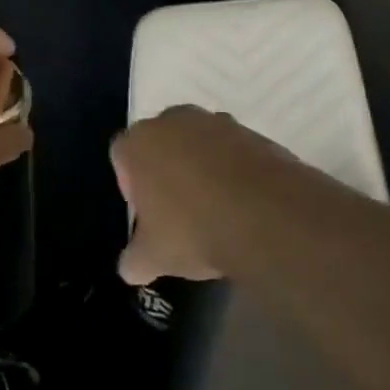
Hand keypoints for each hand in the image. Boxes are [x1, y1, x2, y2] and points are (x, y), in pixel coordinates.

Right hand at [112, 106, 297, 284]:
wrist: (268, 217)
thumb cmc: (192, 229)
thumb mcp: (153, 257)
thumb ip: (134, 260)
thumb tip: (130, 269)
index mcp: (138, 143)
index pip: (121, 156)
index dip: (131, 185)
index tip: (147, 214)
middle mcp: (174, 121)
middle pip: (162, 144)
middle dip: (166, 171)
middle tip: (178, 209)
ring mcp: (217, 122)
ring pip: (199, 145)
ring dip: (202, 168)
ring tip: (216, 208)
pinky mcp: (254, 133)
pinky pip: (234, 152)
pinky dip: (235, 172)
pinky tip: (244, 204)